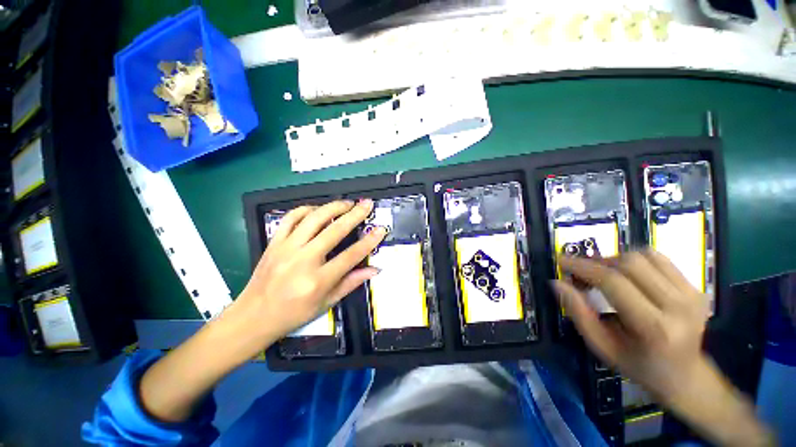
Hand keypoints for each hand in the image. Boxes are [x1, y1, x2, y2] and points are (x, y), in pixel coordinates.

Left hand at [139, 200, 384, 423]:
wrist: (253, 316)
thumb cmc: (294, 314)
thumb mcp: (326, 303)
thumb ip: (351, 283)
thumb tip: (374, 269)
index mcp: (318, 280)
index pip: (351, 255)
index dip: (369, 241)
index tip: (380, 229)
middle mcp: (303, 261)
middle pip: (334, 230)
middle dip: (355, 214)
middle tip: (367, 204)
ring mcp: (286, 248)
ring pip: (313, 218)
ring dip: (333, 207)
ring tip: (347, 203)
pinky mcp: (274, 242)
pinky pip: (291, 218)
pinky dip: (307, 209)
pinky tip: (318, 209)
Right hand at [553, 250, 709, 399]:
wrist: (684, 375)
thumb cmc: (637, 364)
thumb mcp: (600, 346)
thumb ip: (578, 313)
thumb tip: (557, 283)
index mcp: (654, 328)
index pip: (613, 282)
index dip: (583, 267)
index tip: (561, 260)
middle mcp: (678, 307)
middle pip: (630, 264)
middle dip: (598, 263)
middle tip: (583, 272)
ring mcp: (691, 295)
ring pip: (644, 256)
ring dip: (615, 260)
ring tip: (604, 273)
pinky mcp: (696, 288)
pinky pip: (659, 258)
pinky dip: (635, 260)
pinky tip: (628, 274)